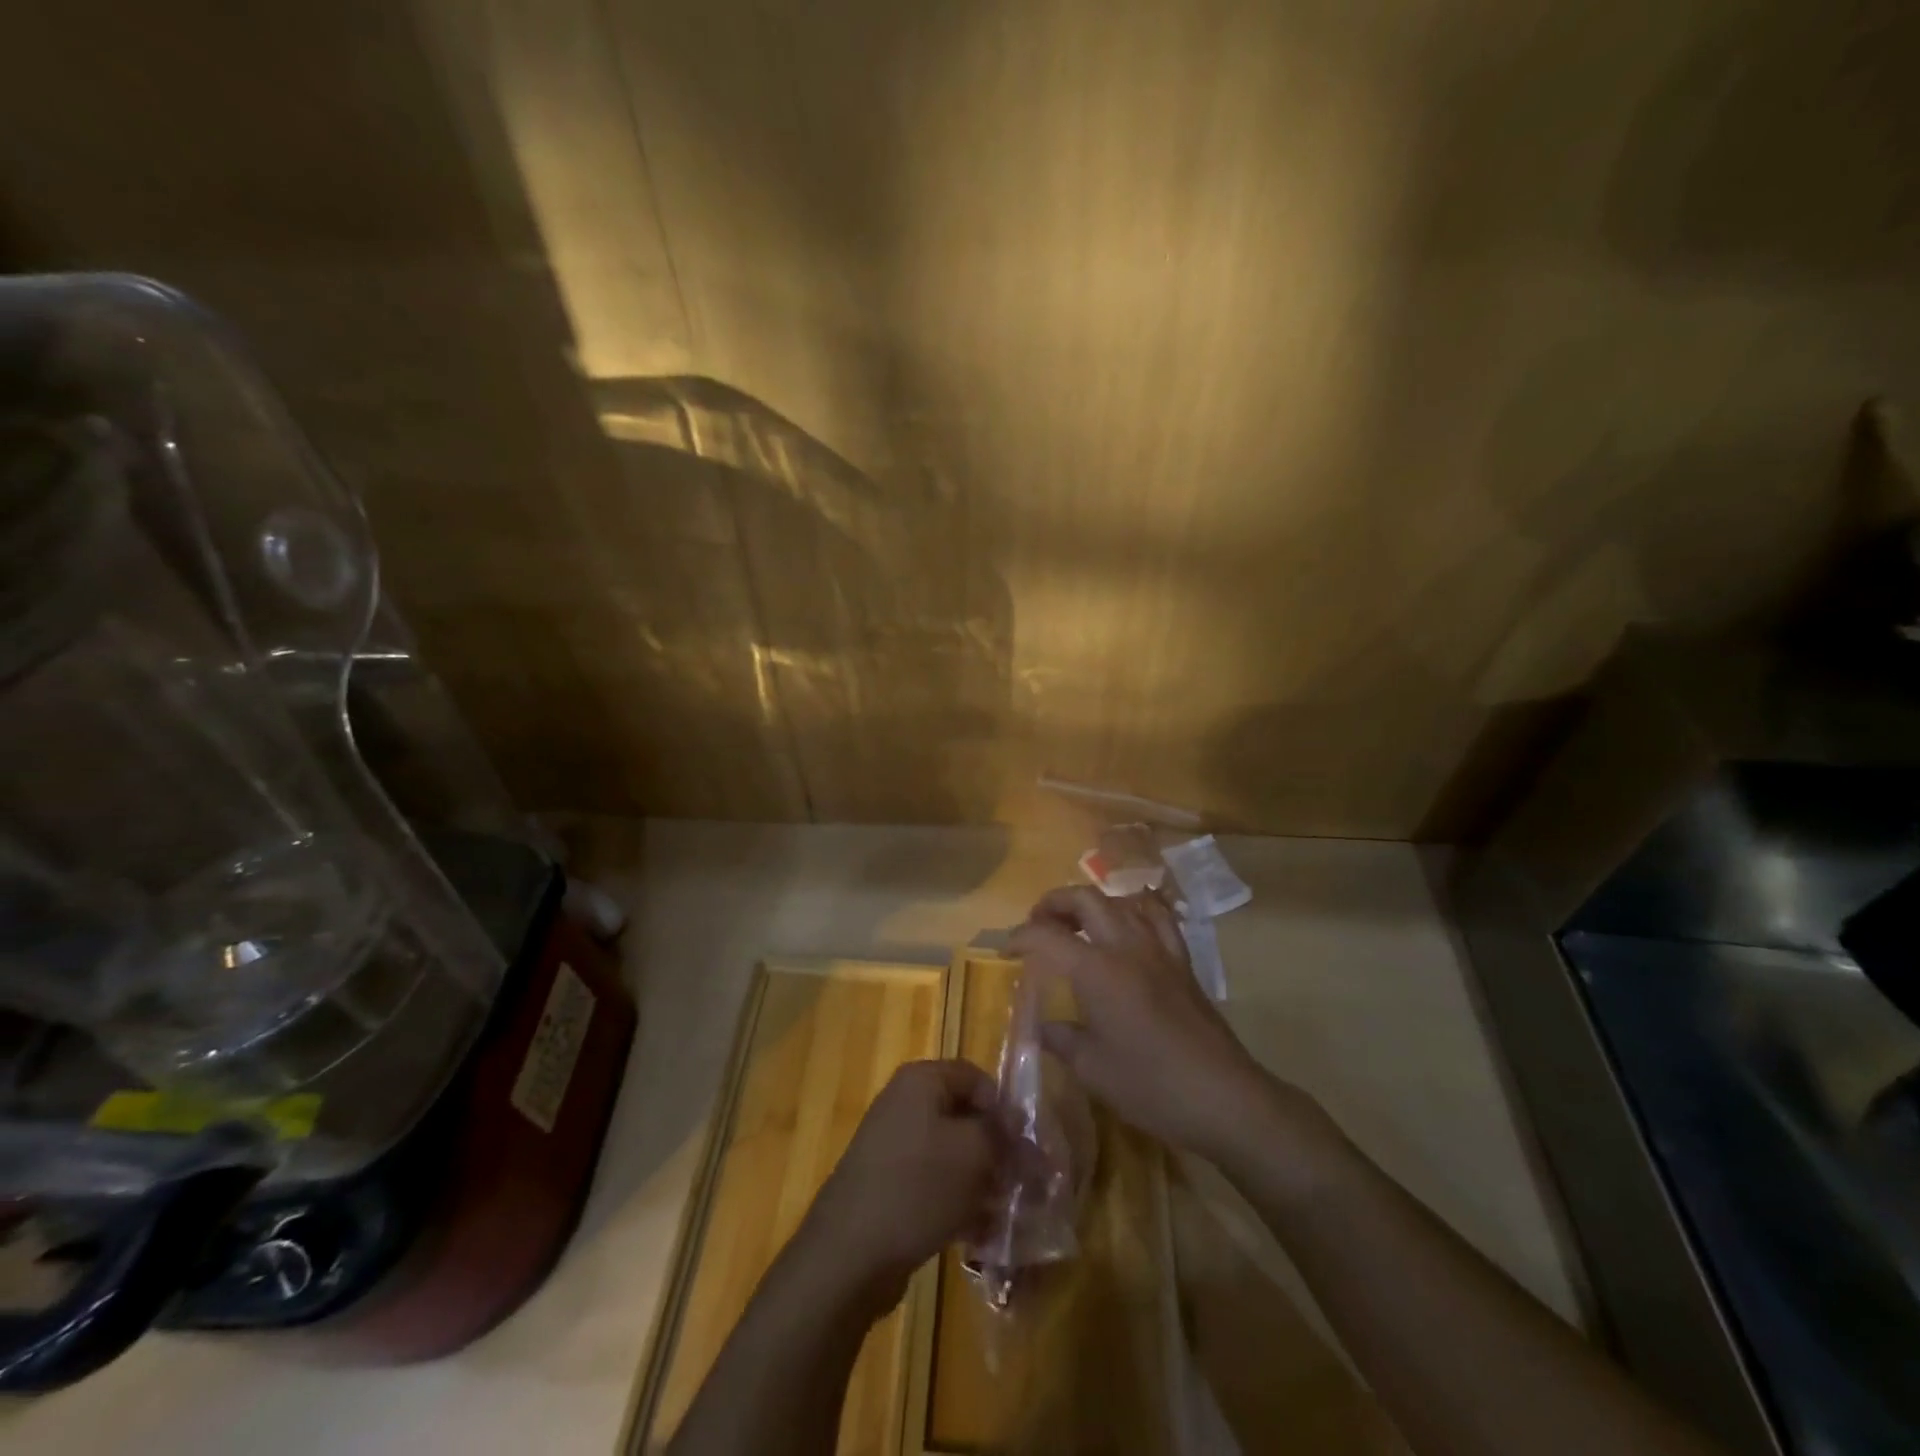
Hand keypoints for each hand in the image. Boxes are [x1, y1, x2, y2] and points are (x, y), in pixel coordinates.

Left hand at [798, 1059, 1001, 1309]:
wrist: (849, 1253)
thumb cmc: (917, 1186)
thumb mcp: (973, 1153)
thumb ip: (1002, 1134)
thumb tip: (1016, 1124)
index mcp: (921, 1081)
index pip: (976, 1077)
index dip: (1004, 1107)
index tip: (1025, 1145)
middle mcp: (905, 1104)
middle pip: (964, 1117)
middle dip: (997, 1150)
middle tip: (1023, 1184)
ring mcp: (894, 1146)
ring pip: (952, 1155)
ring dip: (982, 1181)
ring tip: (1006, 1214)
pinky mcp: (889, 1186)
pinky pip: (934, 1184)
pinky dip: (958, 1203)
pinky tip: (979, 1235)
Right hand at [1008, 885, 1273, 1157]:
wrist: (1223, 1097)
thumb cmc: (1151, 1086)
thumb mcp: (1093, 1069)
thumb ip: (1061, 1040)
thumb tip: (1041, 1027)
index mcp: (1097, 970)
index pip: (1047, 936)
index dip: (1020, 937)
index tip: (1005, 951)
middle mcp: (1126, 946)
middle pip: (1085, 899)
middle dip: (1054, 903)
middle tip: (1038, 924)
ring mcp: (1159, 949)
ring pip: (1121, 901)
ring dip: (1092, 904)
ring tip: (1077, 924)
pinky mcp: (1182, 961)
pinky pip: (1157, 917)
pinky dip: (1135, 910)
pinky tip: (1128, 926)